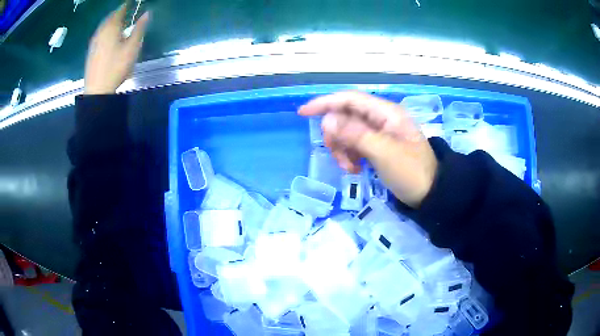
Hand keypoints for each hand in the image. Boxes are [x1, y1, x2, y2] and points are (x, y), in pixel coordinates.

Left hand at [84, 5, 149, 94]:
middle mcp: (101, 31)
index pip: (120, 10)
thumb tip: (147, 13)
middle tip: (126, 11)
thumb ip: (139, 29)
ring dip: (111, 21)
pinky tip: (109, 36)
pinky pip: (99, 34)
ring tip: (119, 22)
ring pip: (103, 25)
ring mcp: (94, 41)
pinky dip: (106, 30)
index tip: (132, 3)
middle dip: (118, 13)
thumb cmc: (116, 67)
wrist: (97, 90)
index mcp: (112, 27)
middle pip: (110, 17)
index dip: (126, 5)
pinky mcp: (91, 51)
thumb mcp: (132, 48)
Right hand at [299, 91, 437, 207]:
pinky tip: (355, 169)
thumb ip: (355, 134)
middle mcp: (381, 118)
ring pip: (347, 133)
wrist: (431, 194)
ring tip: (349, 168)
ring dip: (342, 149)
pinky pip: (354, 145)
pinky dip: (350, 156)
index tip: (303, 113)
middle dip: (336, 135)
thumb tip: (328, 120)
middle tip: (337, 155)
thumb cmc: (411, 172)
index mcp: (386, 113)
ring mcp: (379, 133)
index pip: (349, 99)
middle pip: (345, 117)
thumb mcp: (384, 152)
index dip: (325, 103)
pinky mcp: (377, 147)